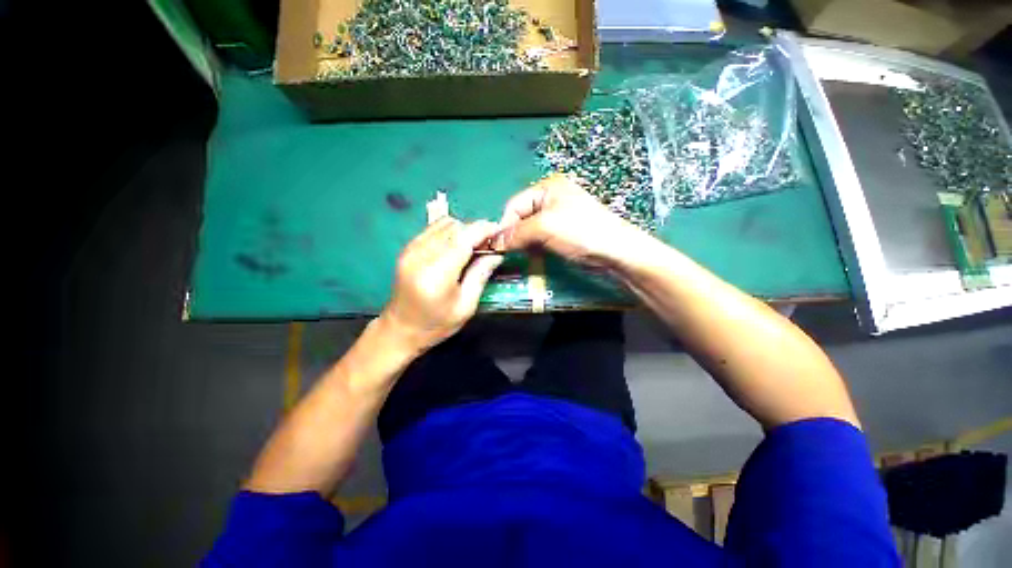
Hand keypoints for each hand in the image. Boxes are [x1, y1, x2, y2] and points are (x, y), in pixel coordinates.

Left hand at [380, 217, 503, 354]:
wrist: (400, 329)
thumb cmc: (436, 323)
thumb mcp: (466, 306)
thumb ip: (480, 275)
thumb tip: (497, 254)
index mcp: (437, 273)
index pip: (464, 237)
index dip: (484, 230)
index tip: (500, 232)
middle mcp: (421, 255)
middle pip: (455, 227)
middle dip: (476, 231)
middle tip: (489, 245)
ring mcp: (411, 249)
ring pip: (445, 223)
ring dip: (463, 230)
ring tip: (473, 246)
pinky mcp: (408, 248)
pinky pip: (434, 228)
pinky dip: (450, 232)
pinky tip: (457, 247)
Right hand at [496, 173, 646, 268]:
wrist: (614, 251)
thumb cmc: (580, 232)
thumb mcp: (545, 227)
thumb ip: (517, 233)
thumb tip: (494, 242)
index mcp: (546, 188)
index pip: (514, 205)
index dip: (504, 225)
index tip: (497, 245)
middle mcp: (550, 199)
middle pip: (521, 217)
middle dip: (514, 235)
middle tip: (508, 253)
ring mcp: (557, 216)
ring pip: (530, 230)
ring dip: (523, 243)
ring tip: (520, 256)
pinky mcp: (563, 232)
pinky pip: (540, 238)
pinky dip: (534, 247)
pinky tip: (533, 256)